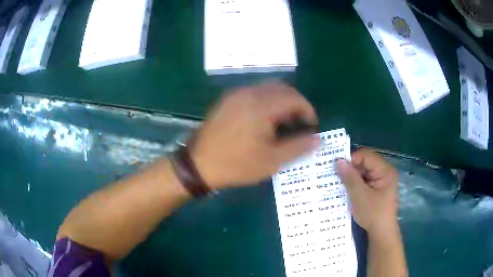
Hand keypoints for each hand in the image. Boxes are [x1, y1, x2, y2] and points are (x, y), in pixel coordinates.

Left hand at [191, 82, 318, 188]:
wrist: (198, 165)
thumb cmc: (236, 164)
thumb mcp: (271, 160)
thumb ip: (298, 147)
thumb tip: (319, 139)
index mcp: (261, 105)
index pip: (294, 98)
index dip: (308, 111)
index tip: (311, 127)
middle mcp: (248, 93)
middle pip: (281, 89)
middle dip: (295, 104)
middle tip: (299, 125)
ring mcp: (235, 95)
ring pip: (267, 89)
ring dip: (281, 102)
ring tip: (283, 124)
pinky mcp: (227, 100)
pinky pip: (253, 93)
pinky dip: (266, 102)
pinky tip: (264, 121)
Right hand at [335, 148, 398, 234]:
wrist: (382, 234)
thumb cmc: (373, 214)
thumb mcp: (359, 196)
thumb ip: (350, 177)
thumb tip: (338, 161)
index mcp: (385, 170)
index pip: (366, 155)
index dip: (351, 159)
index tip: (337, 169)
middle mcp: (385, 172)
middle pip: (365, 162)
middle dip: (351, 169)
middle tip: (335, 176)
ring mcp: (382, 181)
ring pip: (364, 172)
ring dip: (352, 177)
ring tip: (339, 184)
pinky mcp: (378, 189)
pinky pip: (365, 180)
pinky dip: (356, 184)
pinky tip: (347, 191)